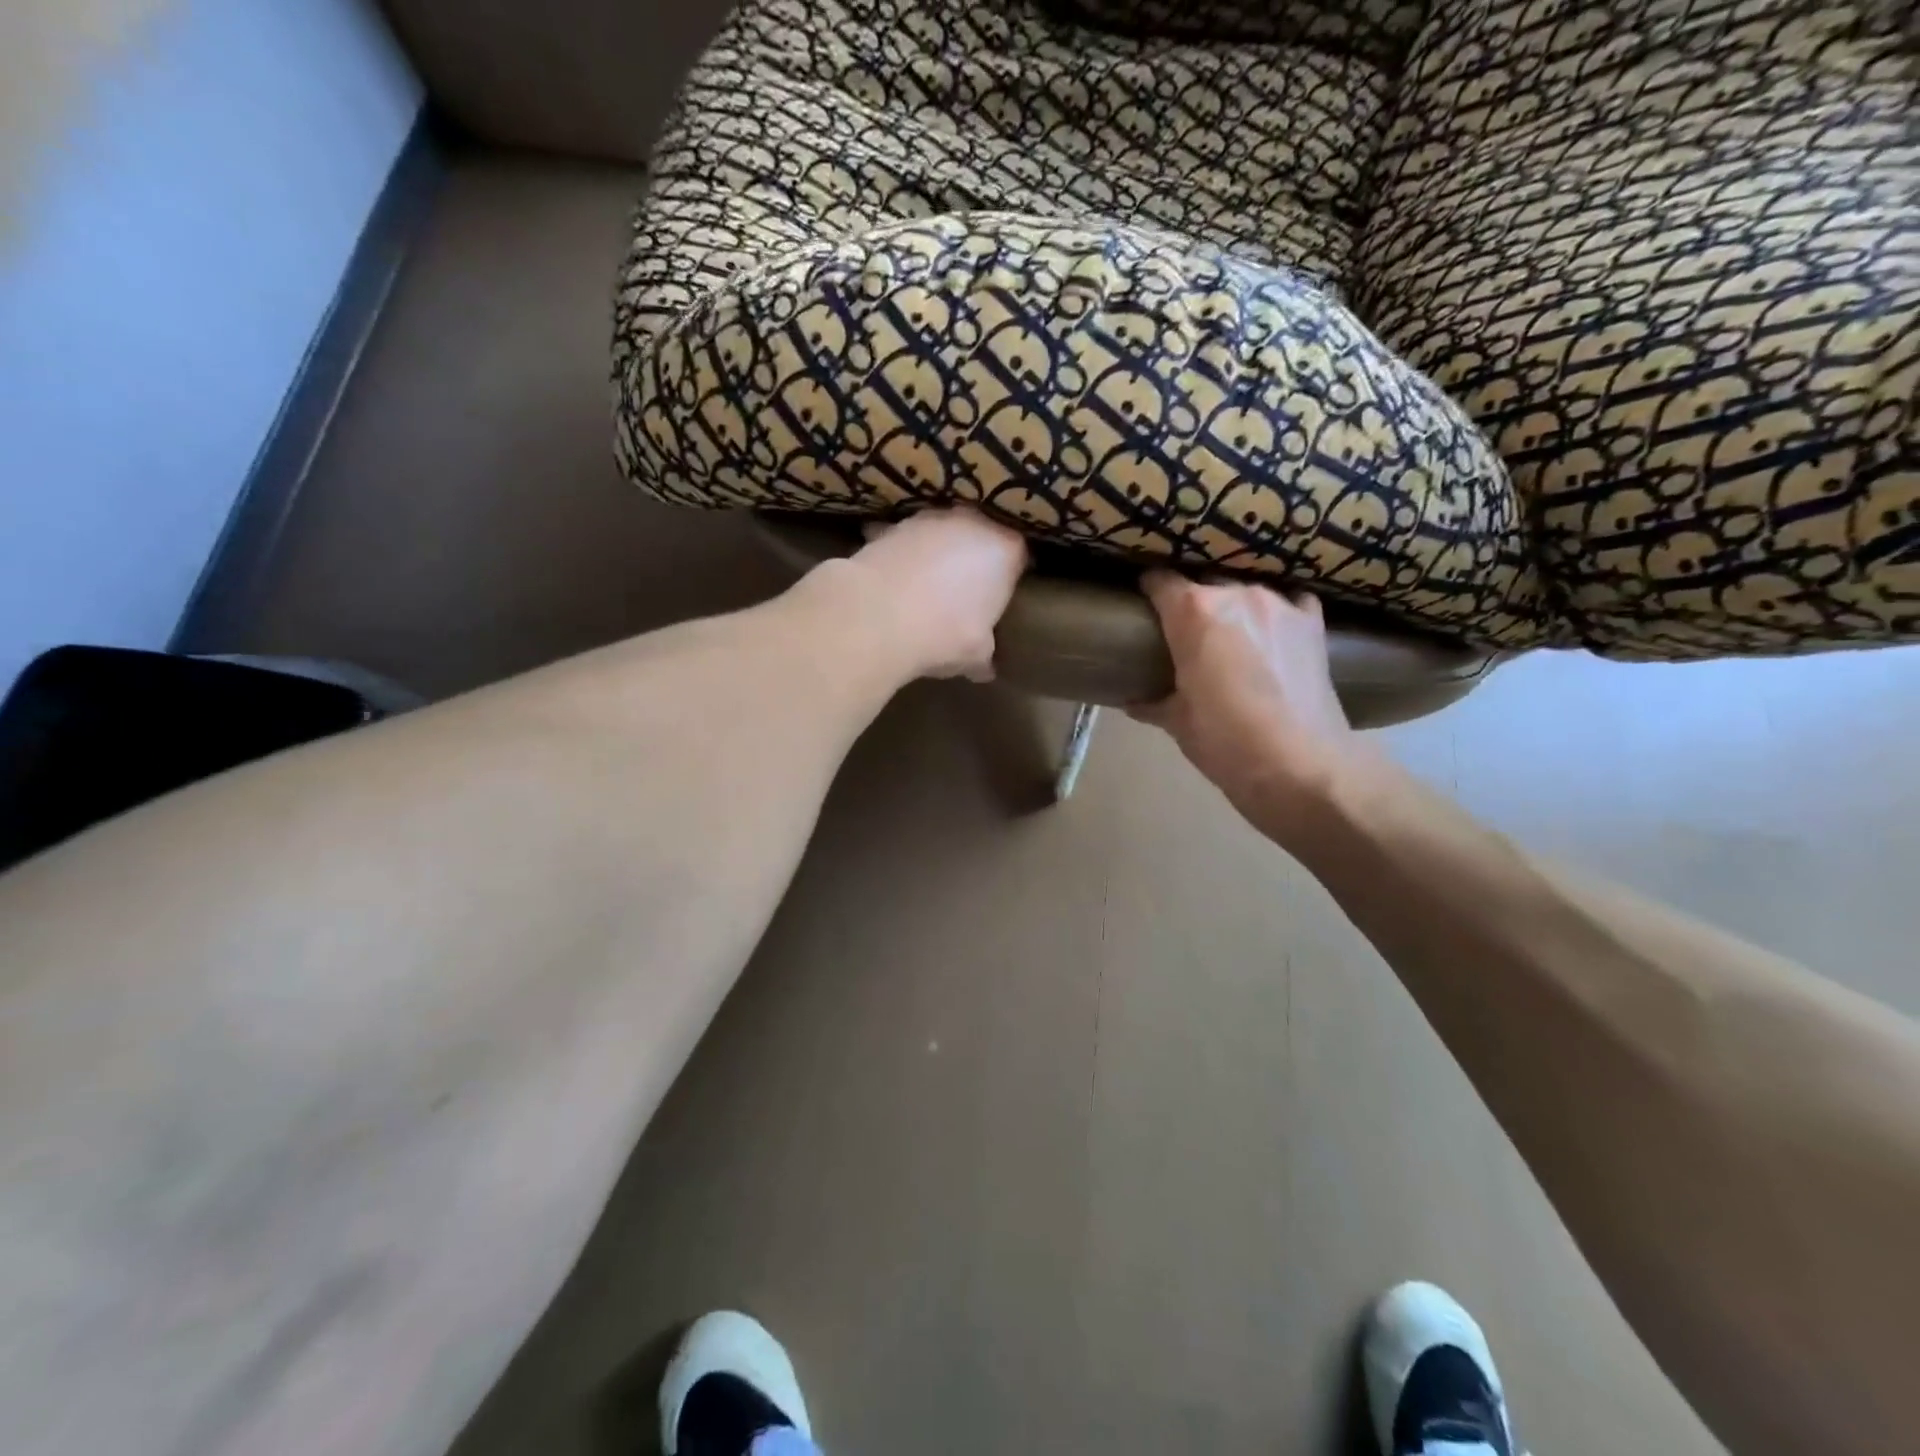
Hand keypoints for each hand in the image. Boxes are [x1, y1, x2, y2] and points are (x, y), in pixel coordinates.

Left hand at [837, 508, 1028, 679]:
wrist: (876, 617)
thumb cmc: (944, 633)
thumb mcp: (975, 655)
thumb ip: (985, 656)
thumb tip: (985, 669)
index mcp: (1004, 549)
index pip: (1019, 555)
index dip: (1010, 575)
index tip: (1001, 596)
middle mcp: (971, 523)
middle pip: (980, 535)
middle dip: (974, 557)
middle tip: (966, 590)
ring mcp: (929, 519)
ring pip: (941, 532)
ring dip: (937, 552)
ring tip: (926, 585)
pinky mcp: (890, 525)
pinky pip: (905, 540)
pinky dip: (903, 554)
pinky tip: (894, 580)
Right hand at [1132, 570, 1364, 833]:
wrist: (1301, 767)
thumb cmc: (1225, 743)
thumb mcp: (1178, 724)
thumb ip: (1153, 703)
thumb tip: (1133, 703)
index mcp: (1193, 613)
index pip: (1161, 581)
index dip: (1148, 589)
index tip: (1144, 605)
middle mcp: (1236, 594)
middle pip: (1205, 582)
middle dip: (1191, 601)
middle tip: (1184, 631)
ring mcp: (1280, 604)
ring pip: (1246, 589)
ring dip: (1233, 606)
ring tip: (1229, 632)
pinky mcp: (1312, 623)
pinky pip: (1290, 600)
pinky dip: (1278, 611)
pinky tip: (1273, 629)